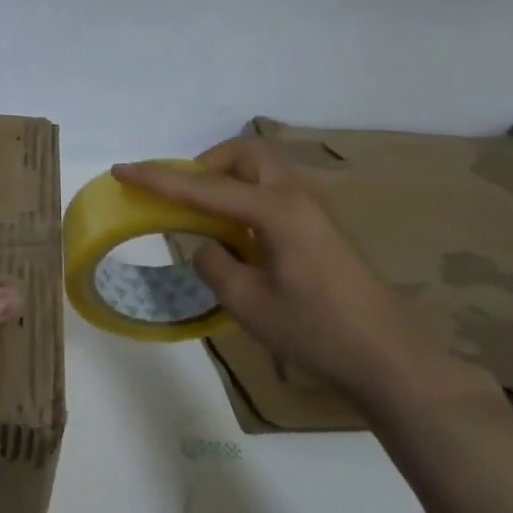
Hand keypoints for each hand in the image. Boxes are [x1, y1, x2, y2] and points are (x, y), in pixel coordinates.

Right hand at [113, 139, 475, 402]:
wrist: (391, 358)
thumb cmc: (317, 331)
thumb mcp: (248, 303)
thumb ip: (214, 264)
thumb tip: (205, 246)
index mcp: (277, 211)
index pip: (204, 188)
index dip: (158, 179)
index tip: (121, 169)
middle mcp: (298, 197)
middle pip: (247, 154)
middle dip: (207, 164)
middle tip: (183, 195)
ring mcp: (316, 210)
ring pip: (264, 170)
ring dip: (228, 180)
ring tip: (205, 217)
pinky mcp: (323, 228)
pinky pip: (275, 192)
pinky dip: (246, 197)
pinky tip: (237, 236)